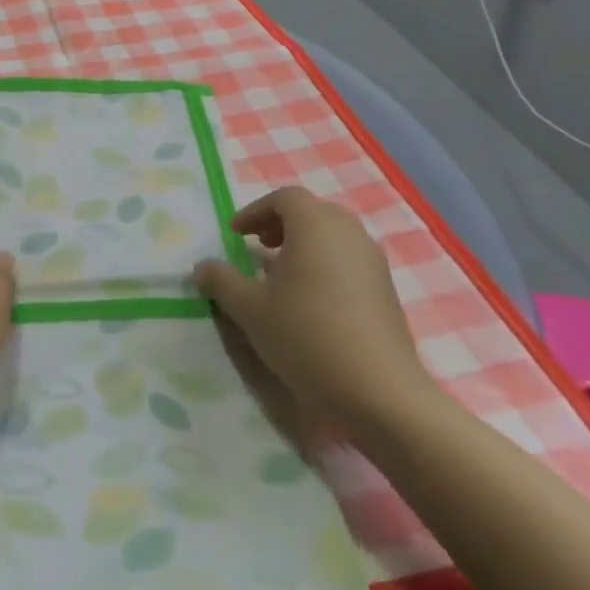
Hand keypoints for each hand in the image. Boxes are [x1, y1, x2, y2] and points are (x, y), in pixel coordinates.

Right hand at [196, 187, 434, 441]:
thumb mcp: (249, 309)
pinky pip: (350, 261)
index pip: (284, 198)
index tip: (236, 235)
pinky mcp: (387, 291)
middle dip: (281, 224)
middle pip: (312, 212)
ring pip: (334, 236)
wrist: (379, 392)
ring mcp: (373, 262)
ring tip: (282, 276)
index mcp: (315, 225)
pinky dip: (326, 265)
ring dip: (304, 245)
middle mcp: (348, 233)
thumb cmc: (306, 335)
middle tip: (258, 248)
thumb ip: (221, 281)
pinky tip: (311, 301)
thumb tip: (201, 268)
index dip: (255, 211)